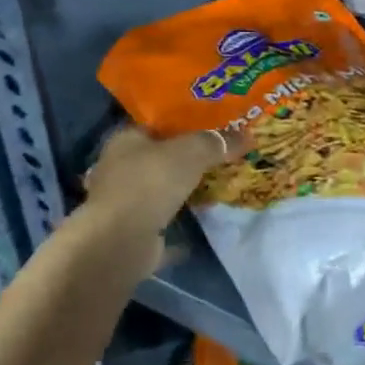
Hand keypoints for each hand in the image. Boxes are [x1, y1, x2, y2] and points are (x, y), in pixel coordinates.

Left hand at [80, 125, 245, 273]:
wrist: (120, 242)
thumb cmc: (150, 183)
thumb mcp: (191, 152)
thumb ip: (217, 142)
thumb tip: (247, 135)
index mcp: (125, 139)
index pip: (155, 124)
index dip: (182, 122)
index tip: (210, 124)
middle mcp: (118, 168)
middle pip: (157, 157)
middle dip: (183, 158)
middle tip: (218, 155)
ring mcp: (121, 203)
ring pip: (157, 190)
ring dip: (179, 190)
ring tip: (213, 184)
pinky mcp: (128, 233)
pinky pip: (160, 222)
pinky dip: (178, 223)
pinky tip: (201, 220)